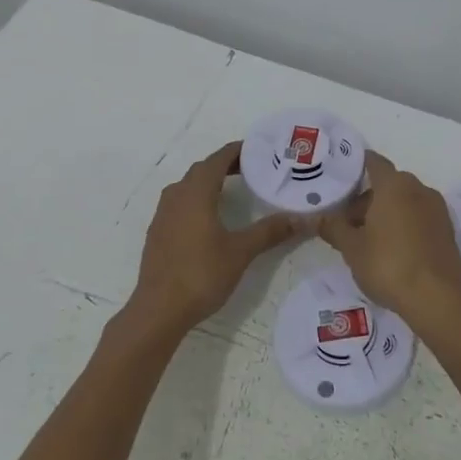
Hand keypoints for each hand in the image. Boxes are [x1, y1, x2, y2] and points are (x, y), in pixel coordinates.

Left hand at [125, 141, 303, 339]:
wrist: (159, 310)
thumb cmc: (201, 274)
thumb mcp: (241, 251)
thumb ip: (270, 231)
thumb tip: (302, 219)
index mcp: (196, 192)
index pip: (218, 159)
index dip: (238, 151)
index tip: (259, 150)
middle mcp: (176, 195)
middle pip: (202, 169)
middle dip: (226, 165)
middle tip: (253, 169)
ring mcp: (163, 214)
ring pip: (188, 186)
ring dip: (210, 181)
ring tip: (234, 189)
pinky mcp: (158, 231)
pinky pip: (180, 202)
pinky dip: (198, 198)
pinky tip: (210, 217)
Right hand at [319, 152, 460, 334]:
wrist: (437, 298)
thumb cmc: (388, 265)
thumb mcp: (352, 248)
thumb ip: (334, 227)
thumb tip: (318, 217)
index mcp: (394, 185)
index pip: (374, 162)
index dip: (357, 165)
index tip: (342, 177)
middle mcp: (419, 189)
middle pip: (388, 184)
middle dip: (368, 198)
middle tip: (348, 222)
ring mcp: (437, 209)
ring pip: (405, 201)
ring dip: (387, 212)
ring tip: (368, 239)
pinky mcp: (447, 230)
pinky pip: (420, 217)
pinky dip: (404, 224)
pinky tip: (392, 249)